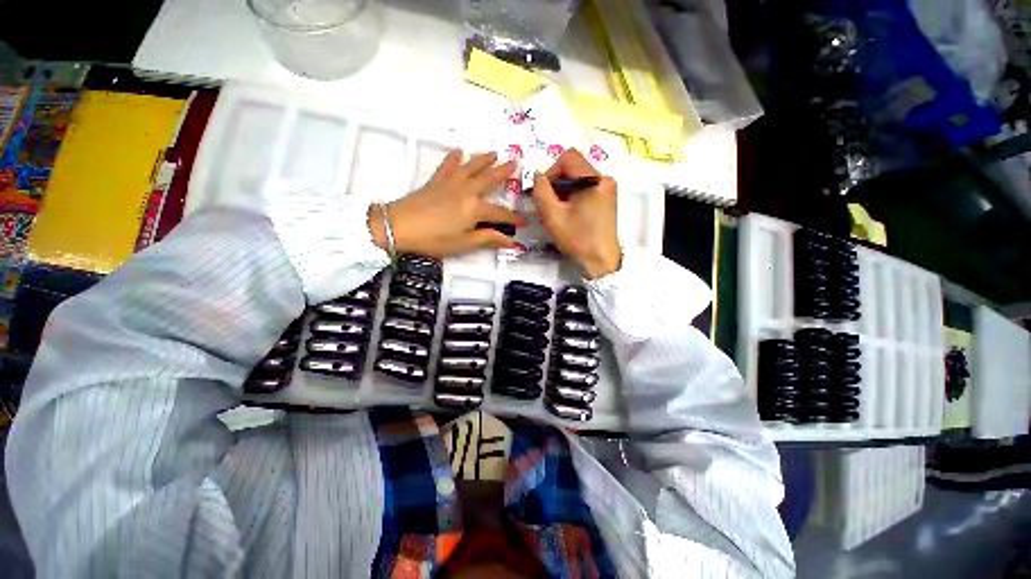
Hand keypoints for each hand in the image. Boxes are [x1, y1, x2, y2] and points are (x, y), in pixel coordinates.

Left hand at [369, 150, 525, 257]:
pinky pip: (447, 166)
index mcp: (475, 209)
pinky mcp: (436, 181)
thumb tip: (511, 241)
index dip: (514, 218)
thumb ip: (487, 239)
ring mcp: (450, 183)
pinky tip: (458, 150)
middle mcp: (466, 191)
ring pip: (472, 168)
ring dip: (484, 160)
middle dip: (503, 173)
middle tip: (516, 163)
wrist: (398, 226)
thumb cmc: (433, 239)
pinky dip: (454, 158)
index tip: (525, 220)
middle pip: (489, 180)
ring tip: (495, 153)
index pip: (500, 213)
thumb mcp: (463, 243)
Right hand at [532, 149, 620, 278]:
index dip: (551, 170)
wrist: (601, 261)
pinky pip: (586, 187)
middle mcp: (604, 178)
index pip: (568, 157)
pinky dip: (574, 195)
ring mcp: (608, 189)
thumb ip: (541, 191)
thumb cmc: (577, 239)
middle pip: (574, 166)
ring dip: (564, 189)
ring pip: (579, 177)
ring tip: (558, 210)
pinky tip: (570, 213)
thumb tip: (538, 176)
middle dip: (557, 181)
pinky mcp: (608, 199)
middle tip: (549, 203)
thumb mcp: (553, 216)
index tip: (544, 192)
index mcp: (594, 179)